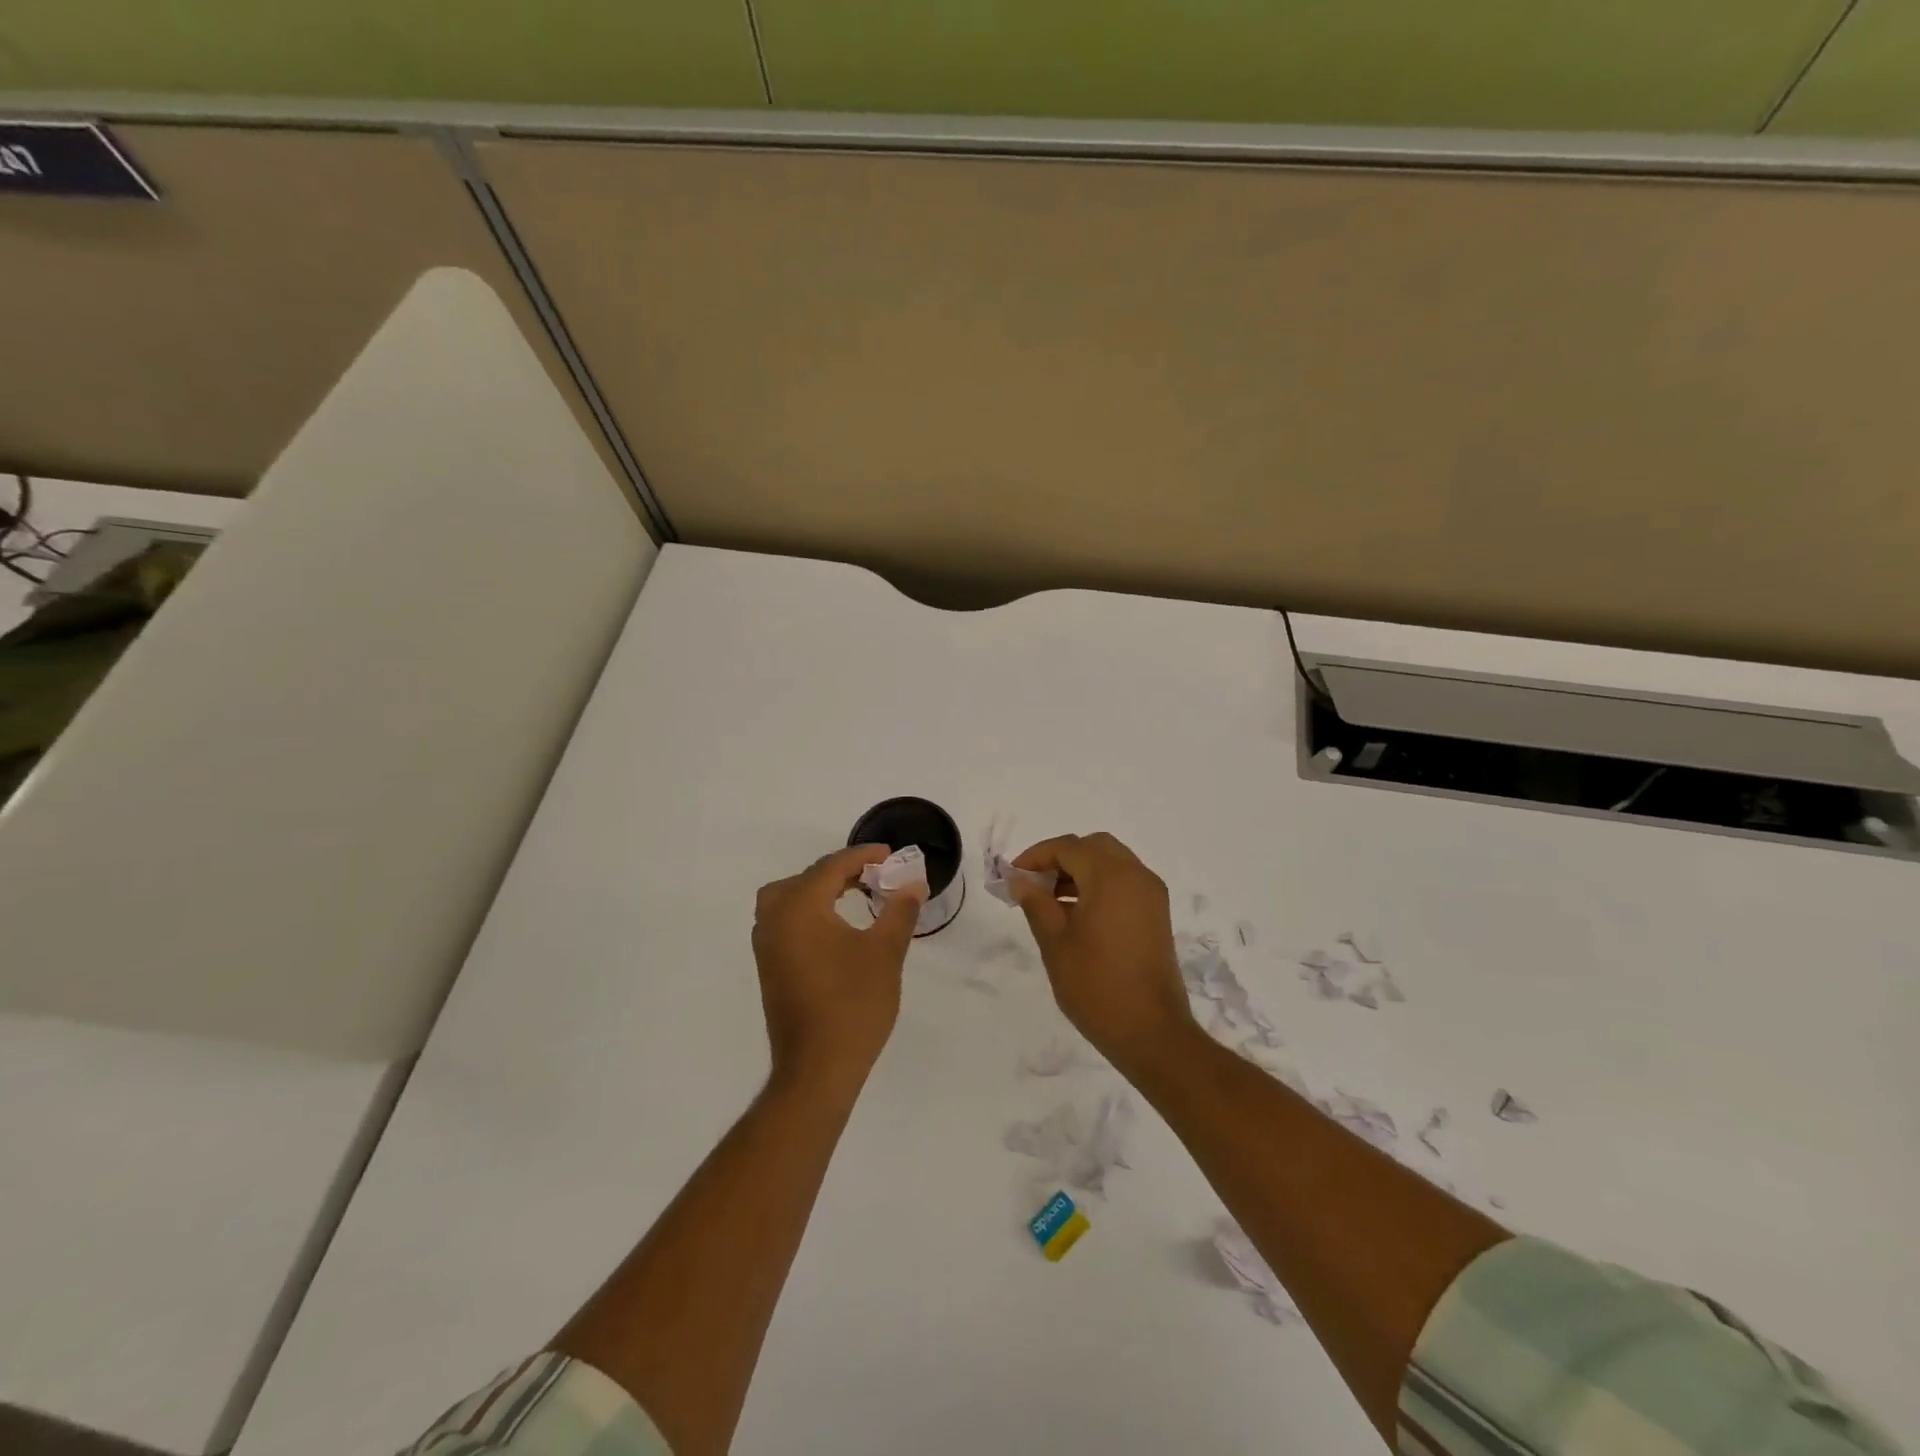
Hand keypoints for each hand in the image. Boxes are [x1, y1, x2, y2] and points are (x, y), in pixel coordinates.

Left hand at [752, 845, 924, 1094]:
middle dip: (842, 871)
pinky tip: (837, 925)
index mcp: (798, 907)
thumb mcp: (885, 952)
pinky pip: (786, 920)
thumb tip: (913, 882)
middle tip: (876, 876)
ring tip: (857, 895)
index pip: (832, 867)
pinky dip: (809, 911)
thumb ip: (899, 910)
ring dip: (822, 890)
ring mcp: (766, 944)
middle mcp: (774, 918)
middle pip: (807, 878)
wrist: (817, 1069)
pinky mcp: (769, 966)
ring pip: (790, 897)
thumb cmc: (853, 1005)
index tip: (892, 855)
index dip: (864, 856)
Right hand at [1008, 832, 1195, 1075]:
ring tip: (1050, 901)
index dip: (1036, 856)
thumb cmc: (1096, 986)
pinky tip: (1076, 913)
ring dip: (1080, 871)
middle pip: (1093, 847)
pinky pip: (1124, 882)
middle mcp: (1136, 875)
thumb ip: (1035, 903)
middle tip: (1034, 884)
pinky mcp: (1156, 914)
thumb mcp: (1055, 942)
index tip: (1012, 877)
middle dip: (1060, 858)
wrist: (1151, 1032)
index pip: (1068, 847)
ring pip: (1111, 862)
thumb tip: (1020, 880)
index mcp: (1111, 876)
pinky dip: (1098, 885)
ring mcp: (1151, 895)